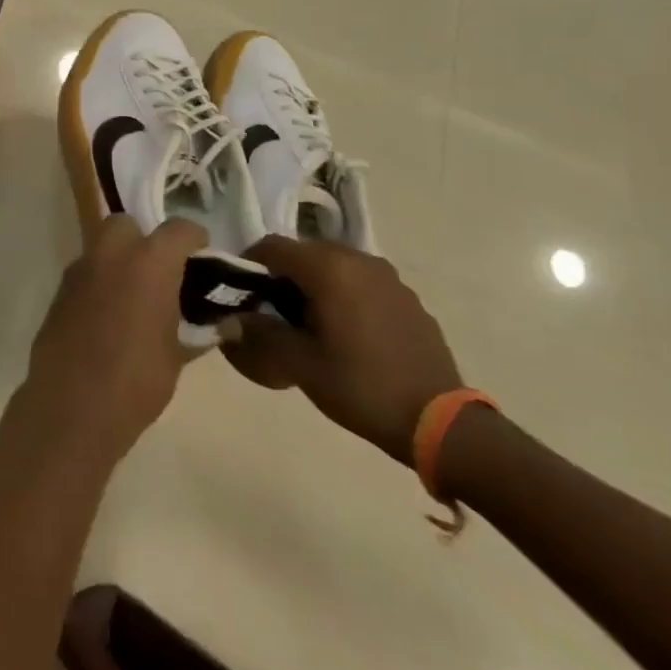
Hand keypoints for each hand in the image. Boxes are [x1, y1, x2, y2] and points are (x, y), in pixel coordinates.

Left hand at [25, 215, 207, 456]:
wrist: (72, 407)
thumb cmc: (137, 380)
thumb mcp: (178, 356)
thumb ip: (201, 331)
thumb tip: (227, 323)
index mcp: (149, 262)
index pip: (179, 229)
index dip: (194, 239)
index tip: (202, 257)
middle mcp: (110, 255)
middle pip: (127, 225)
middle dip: (144, 240)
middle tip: (161, 273)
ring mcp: (79, 270)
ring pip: (101, 246)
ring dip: (119, 260)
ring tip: (136, 296)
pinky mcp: (59, 291)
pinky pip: (85, 273)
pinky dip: (100, 282)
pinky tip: (110, 314)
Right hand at [221, 236, 463, 463]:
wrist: (439, 422)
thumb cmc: (360, 386)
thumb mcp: (298, 363)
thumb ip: (259, 333)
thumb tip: (231, 319)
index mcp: (328, 268)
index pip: (272, 247)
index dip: (248, 264)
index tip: (239, 292)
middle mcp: (359, 259)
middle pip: (304, 253)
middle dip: (281, 275)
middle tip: (269, 311)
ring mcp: (388, 277)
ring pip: (334, 266)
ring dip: (313, 284)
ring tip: (306, 323)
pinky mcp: (407, 298)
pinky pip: (361, 283)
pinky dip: (343, 295)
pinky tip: (344, 333)